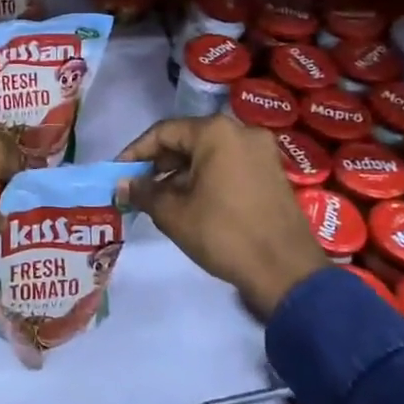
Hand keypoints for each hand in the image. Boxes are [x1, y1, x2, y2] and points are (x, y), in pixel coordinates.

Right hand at [118, 116, 328, 322]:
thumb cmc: (223, 234)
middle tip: (136, 187)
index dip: (135, 153)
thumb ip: (143, 192)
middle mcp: (241, 132)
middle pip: (187, 140)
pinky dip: (205, 178)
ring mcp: (261, 152)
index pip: (163, 132)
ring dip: (181, 173)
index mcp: (215, 133)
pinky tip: (189, 202)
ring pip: (208, 154)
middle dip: (158, 163)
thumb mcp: (173, 213)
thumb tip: (122, 184)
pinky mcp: (271, 172)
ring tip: (158, 199)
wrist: (286, 271)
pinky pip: (228, 165)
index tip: (117, 173)